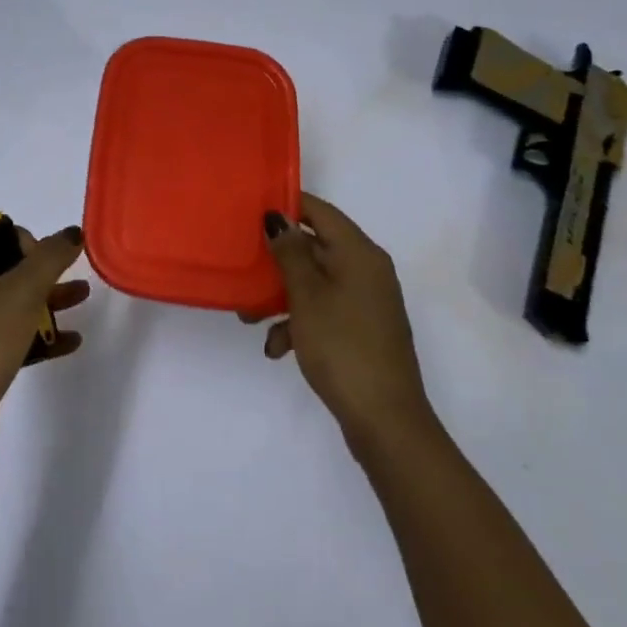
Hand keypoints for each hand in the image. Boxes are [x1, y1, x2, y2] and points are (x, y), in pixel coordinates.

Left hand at [0, 224, 88, 466]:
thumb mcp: (21, 291)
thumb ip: (50, 257)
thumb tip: (71, 232)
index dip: (24, 238)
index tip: (45, 260)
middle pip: (9, 268)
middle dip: (45, 269)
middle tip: (73, 276)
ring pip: (16, 303)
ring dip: (49, 300)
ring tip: (84, 299)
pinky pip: (16, 337)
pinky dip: (42, 336)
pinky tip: (71, 342)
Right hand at [245, 193, 432, 447]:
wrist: (385, 420)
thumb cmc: (342, 346)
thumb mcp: (307, 296)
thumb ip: (290, 252)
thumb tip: (278, 217)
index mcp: (359, 253)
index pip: (320, 211)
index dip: (287, 205)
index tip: (250, 210)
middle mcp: (366, 270)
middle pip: (315, 247)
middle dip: (276, 259)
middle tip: (241, 266)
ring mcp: (365, 301)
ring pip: (315, 282)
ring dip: (281, 295)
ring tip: (249, 317)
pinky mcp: (361, 329)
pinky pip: (324, 310)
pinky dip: (299, 322)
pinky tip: (276, 348)